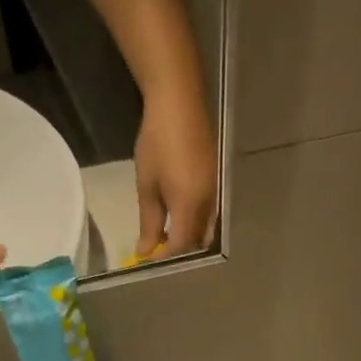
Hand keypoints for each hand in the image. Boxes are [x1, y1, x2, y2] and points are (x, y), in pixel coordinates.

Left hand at [133, 84, 216, 257]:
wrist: (179, 102)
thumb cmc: (157, 142)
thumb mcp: (147, 185)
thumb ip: (149, 222)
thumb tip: (145, 251)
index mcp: (190, 206)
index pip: (181, 246)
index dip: (165, 256)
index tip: (147, 258)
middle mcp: (208, 204)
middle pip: (197, 241)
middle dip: (179, 250)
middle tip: (157, 247)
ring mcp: (215, 192)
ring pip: (205, 228)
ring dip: (188, 236)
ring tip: (166, 231)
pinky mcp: (215, 181)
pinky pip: (208, 213)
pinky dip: (194, 222)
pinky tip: (178, 213)